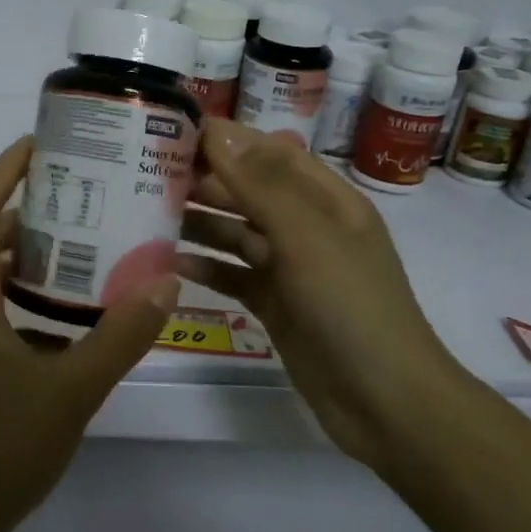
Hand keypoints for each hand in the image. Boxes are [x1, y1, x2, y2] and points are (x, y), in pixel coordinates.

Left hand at [0, 136, 180, 531]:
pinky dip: (20, 298)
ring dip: (25, 256)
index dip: (5, 168)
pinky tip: (66, 317)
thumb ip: (120, 335)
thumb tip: (168, 283)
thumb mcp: (71, 391)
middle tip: (83, 194)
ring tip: (83, 245)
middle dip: (27, 209)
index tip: (42, 142)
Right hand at [174, 119, 467, 468]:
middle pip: (249, 191)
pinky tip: (170, 265)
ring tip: (147, 215)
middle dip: (204, 181)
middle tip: (146, 175)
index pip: (271, 152)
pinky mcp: (275, 304)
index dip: (227, 139)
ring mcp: (290, 268)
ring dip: (199, 223)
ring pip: (236, 233)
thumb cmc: (351, 306)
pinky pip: (233, 275)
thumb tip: (218, 129)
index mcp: (327, 200)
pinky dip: (206, 268)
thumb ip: (261, 184)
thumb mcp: (307, 237)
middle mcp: (307, 226)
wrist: (385, 402)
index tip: (172, 130)